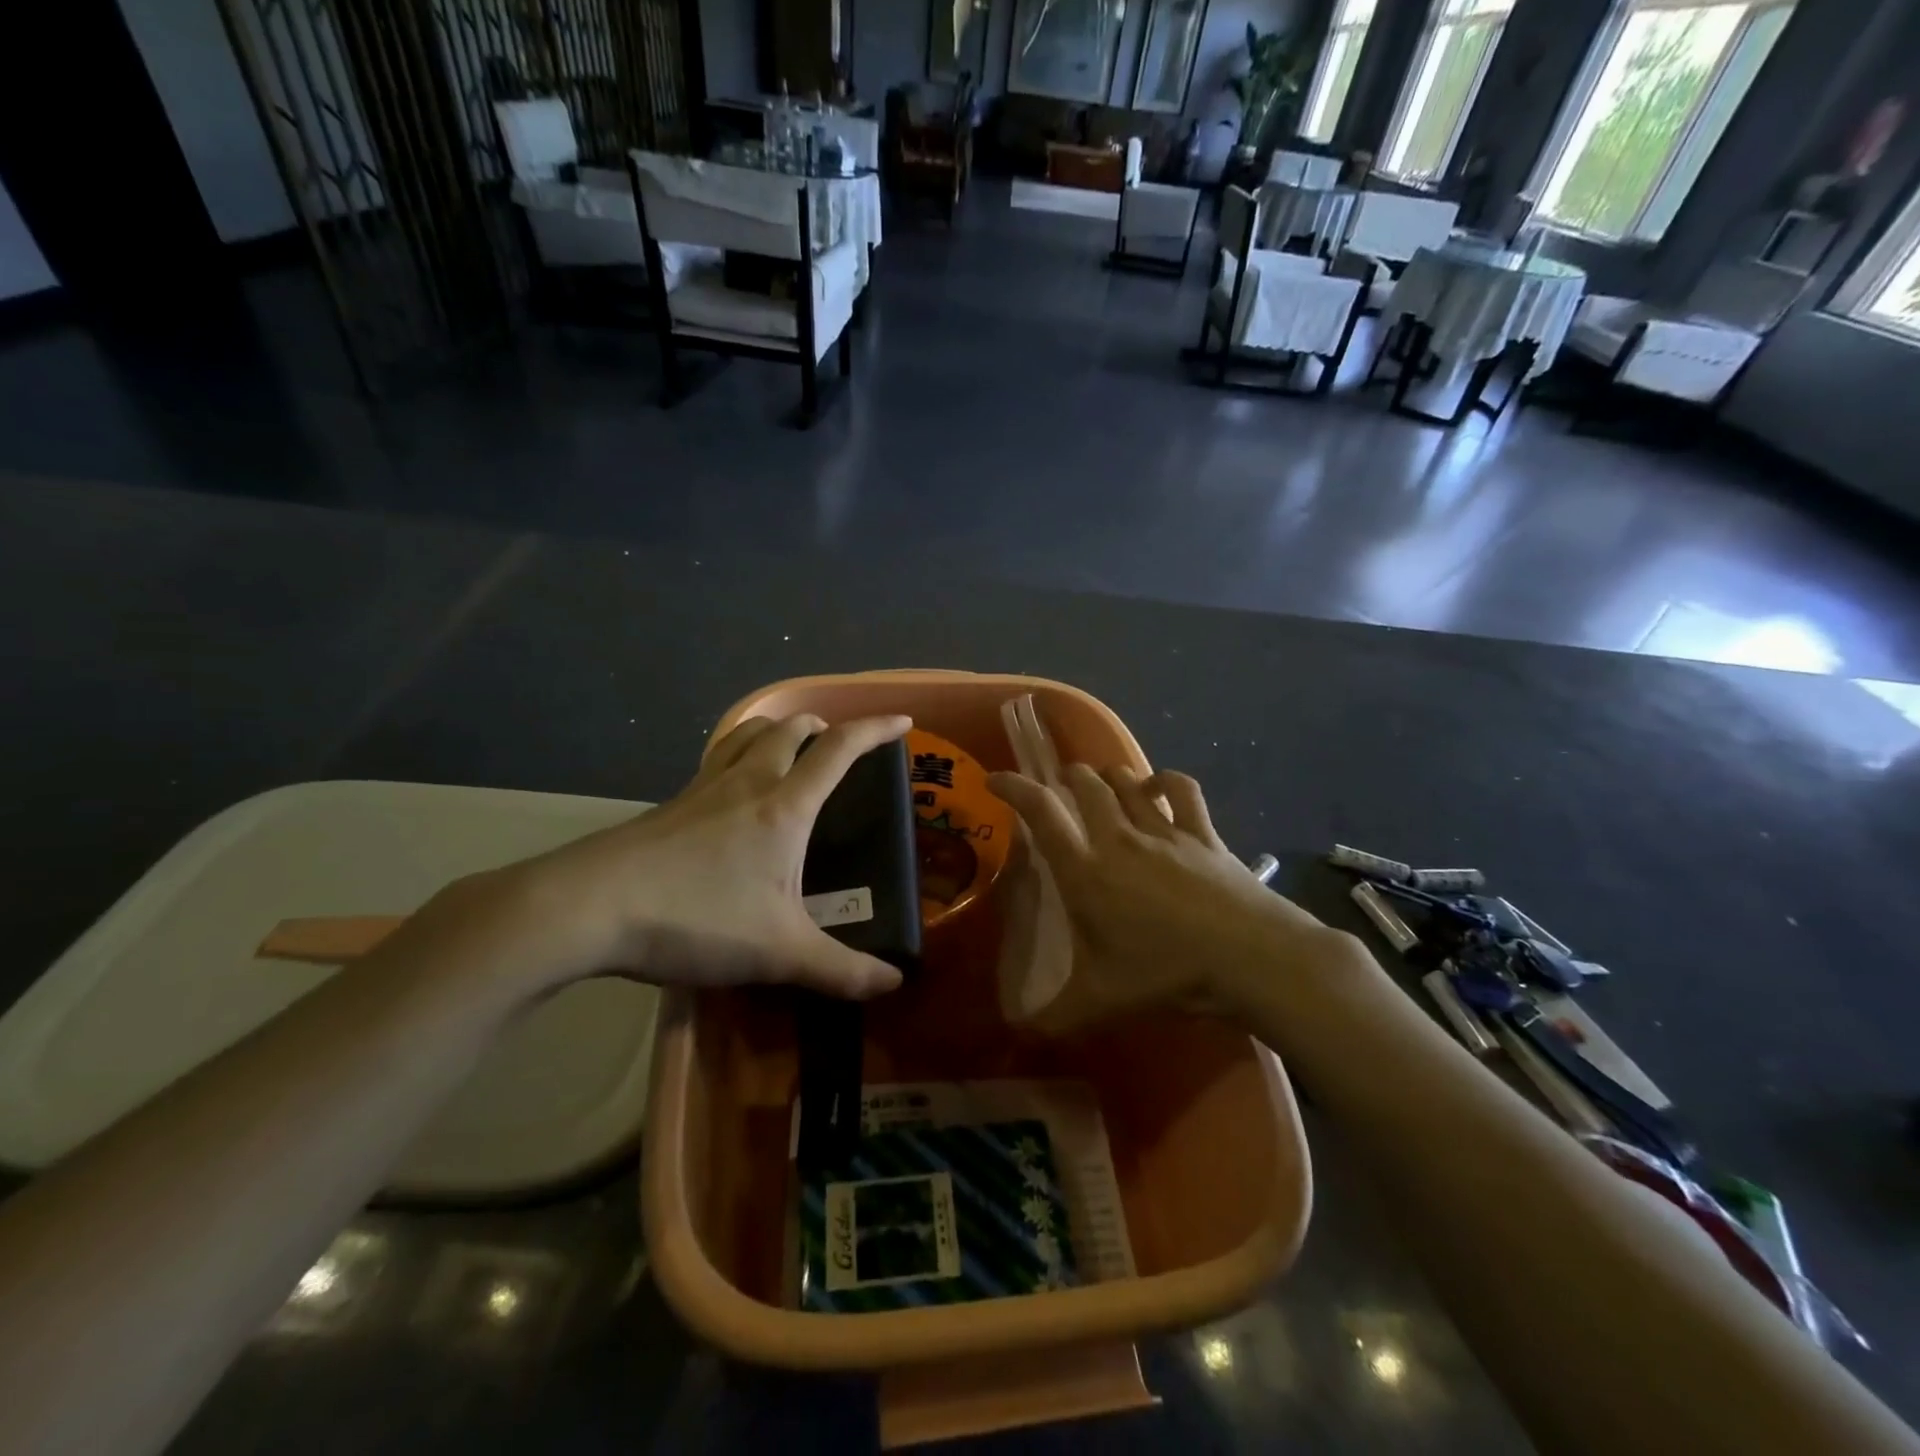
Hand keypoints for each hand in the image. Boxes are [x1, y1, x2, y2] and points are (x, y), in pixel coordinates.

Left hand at [452, 713, 913, 999]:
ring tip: (791, 750)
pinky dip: (740, 756)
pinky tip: (734, 792)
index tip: (902, 722)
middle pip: (790, 728)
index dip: (875, 730)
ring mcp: (702, 789)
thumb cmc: (695, 918)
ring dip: (778, 731)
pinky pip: (716, 761)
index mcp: (784, 806)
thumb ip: (841, 970)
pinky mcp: (670, 806)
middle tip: (839, 746)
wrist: (588, 909)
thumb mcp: (778, 953)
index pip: (839, 750)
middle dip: (822, 727)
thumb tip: (893, 984)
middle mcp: (747, 783)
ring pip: (747, 736)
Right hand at [987, 764, 1351, 1023]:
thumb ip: (1053, 1018)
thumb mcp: (1102, 1002)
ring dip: (1108, 776)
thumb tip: (1014, 1035)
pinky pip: (1182, 790)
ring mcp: (1164, 830)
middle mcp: (1119, 838)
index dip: (1014, 788)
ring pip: (1127, 781)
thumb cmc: (1168, 973)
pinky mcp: (1202, 833)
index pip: (1041, 812)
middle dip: (1066, 777)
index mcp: (1086, 870)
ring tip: (1100, 784)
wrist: (1251, 958)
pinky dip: (1165, 781)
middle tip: (1058, 788)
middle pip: (1085, 784)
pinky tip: (1158, 786)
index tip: (996, 779)